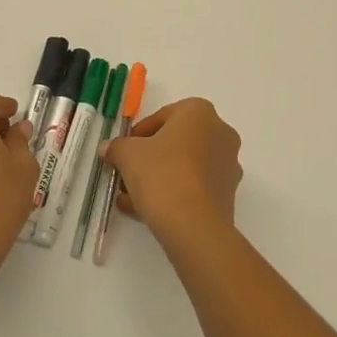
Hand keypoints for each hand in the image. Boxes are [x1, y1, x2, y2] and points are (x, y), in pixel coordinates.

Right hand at [103, 98, 241, 250]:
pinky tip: (146, 211)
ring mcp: (228, 163)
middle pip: (175, 142)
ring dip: (158, 178)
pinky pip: (194, 186)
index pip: (162, 117)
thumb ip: (116, 147)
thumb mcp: (128, 155)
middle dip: (148, 159)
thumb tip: (107, 148)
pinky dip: (173, 193)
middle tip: (127, 174)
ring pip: (185, 166)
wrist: (193, 224)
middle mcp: (220, 132)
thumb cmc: (161, 173)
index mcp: (199, 112)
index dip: (137, 135)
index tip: (123, 152)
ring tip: (130, 199)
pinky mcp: (228, 192)